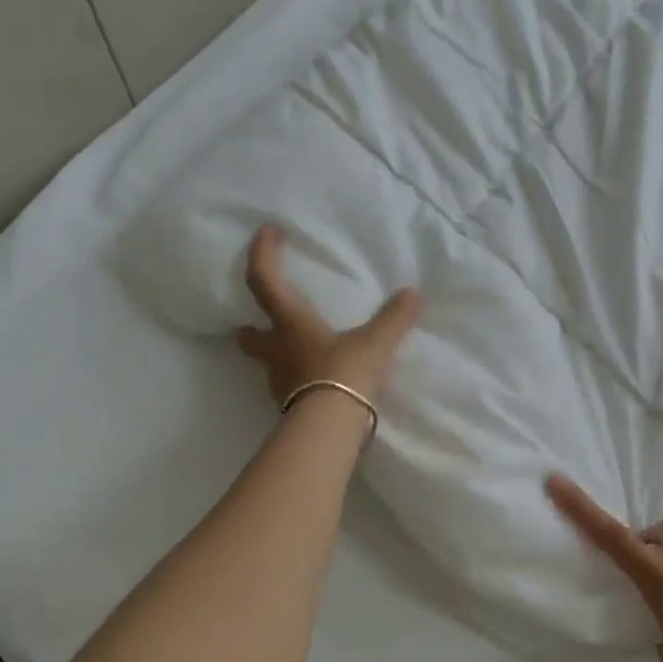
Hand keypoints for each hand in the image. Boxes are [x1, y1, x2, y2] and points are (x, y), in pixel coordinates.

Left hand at [235, 225, 421, 404]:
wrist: (330, 429)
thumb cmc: (343, 374)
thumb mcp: (374, 344)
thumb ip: (393, 319)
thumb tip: (413, 294)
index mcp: (291, 325)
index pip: (263, 280)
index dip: (262, 253)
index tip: (268, 232)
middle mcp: (278, 352)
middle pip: (249, 337)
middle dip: (249, 328)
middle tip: (250, 322)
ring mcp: (281, 384)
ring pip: (269, 365)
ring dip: (275, 355)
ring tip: (293, 352)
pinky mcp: (292, 408)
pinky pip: (290, 388)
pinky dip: (297, 380)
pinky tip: (315, 382)